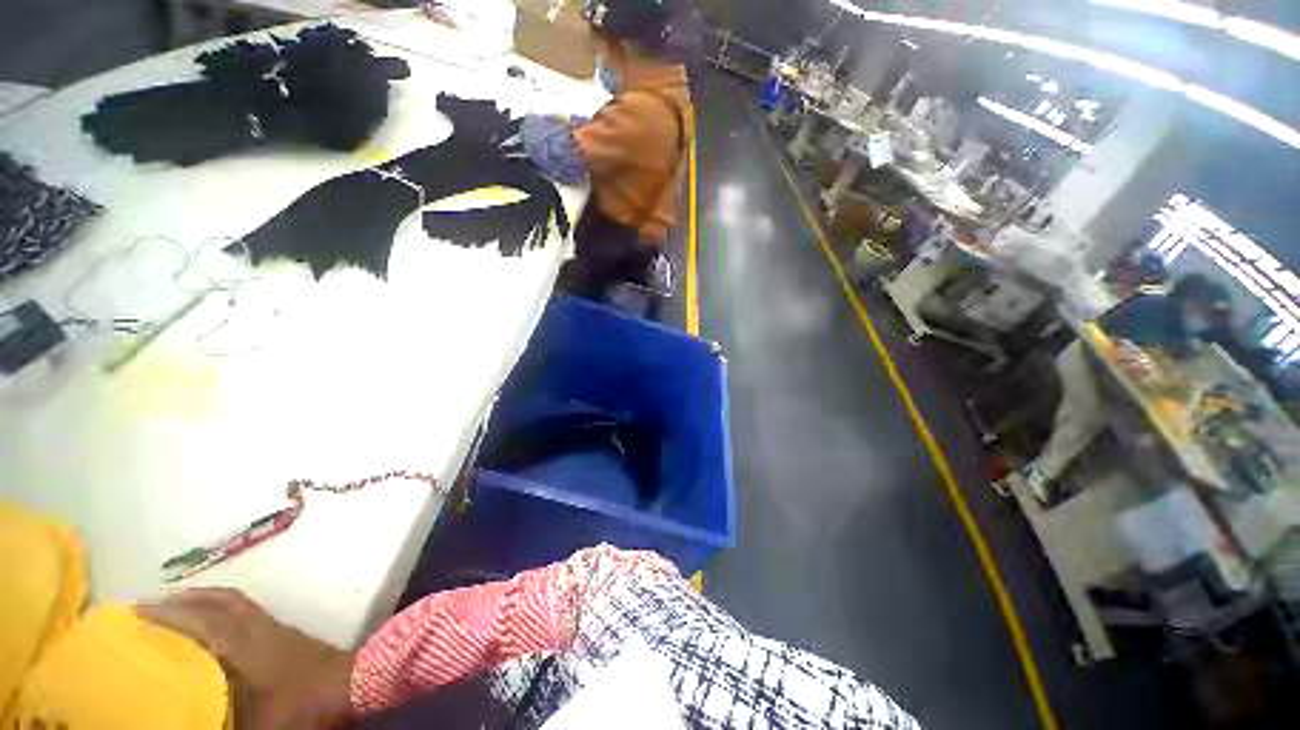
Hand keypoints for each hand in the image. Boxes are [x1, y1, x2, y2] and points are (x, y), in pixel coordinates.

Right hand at [138, 588, 355, 729]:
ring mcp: (277, 627)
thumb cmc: (307, 705)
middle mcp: (262, 628)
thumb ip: (223, 720)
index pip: (207, 622)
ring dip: (204, 602)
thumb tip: (189, 717)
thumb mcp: (262, 725)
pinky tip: (211, 629)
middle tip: (151, 608)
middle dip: (185, 600)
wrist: (357, 683)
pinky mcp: (287, 632)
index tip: (137, 612)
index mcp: (250, 647)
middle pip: (222, 602)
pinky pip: (247, 613)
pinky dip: (222, 612)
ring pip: (236, 604)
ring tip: (174, 612)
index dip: (171, 614)